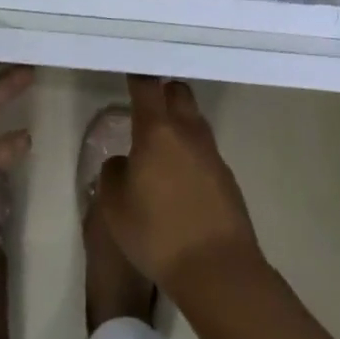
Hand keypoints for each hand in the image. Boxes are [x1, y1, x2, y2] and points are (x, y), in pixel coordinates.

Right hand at [95, 75, 262, 294]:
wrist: (218, 269)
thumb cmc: (157, 233)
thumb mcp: (115, 207)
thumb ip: (113, 174)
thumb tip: (124, 162)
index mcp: (157, 131)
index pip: (147, 87)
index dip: (137, 75)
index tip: (129, 69)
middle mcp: (188, 132)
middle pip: (178, 93)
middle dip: (163, 92)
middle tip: (145, 104)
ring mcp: (211, 153)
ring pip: (194, 120)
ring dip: (178, 121)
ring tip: (159, 143)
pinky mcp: (226, 176)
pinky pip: (204, 149)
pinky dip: (190, 151)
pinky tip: (178, 176)